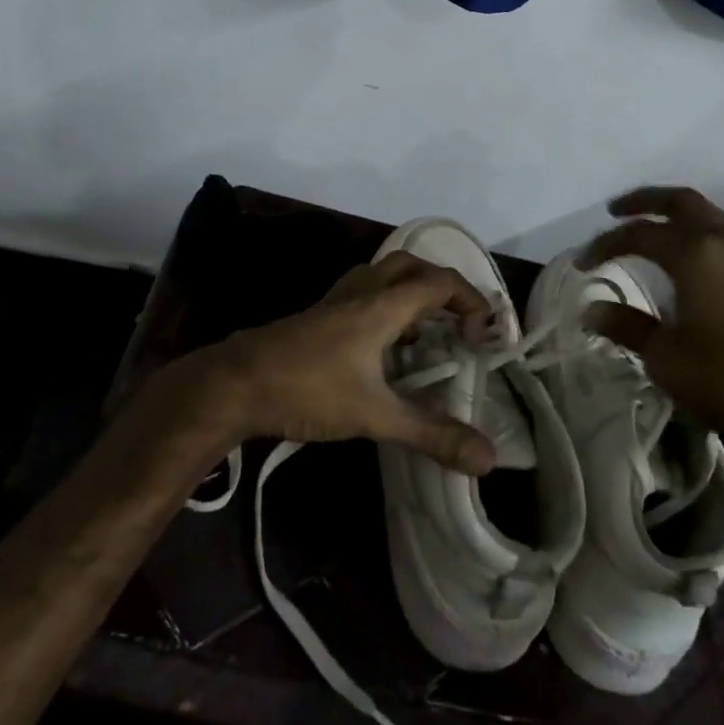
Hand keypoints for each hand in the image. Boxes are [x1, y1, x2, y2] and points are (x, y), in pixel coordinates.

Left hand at [178, 252, 499, 475]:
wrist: (235, 384)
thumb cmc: (307, 390)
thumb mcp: (374, 416)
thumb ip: (431, 434)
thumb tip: (488, 458)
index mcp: (381, 305)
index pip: (438, 282)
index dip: (471, 300)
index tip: (483, 337)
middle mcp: (361, 292)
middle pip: (410, 266)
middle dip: (442, 286)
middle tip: (459, 322)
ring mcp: (336, 301)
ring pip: (383, 276)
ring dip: (412, 294)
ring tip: (428, 334)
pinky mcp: (319, 316)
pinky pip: (364, 294)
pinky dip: (387, 307)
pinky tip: (385, 349)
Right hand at [580, 186, 723, 475]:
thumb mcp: (667, 360)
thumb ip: (628, 326)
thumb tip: (592, 309)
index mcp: (696, 254)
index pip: (639, 233)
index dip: (605, 244)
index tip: (581, 263)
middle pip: (682, 201)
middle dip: (645, 200)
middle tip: (616, 210)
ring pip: (714, 214)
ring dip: (681, 214)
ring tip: (658, 228)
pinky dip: (706, 233)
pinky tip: (699, 261)